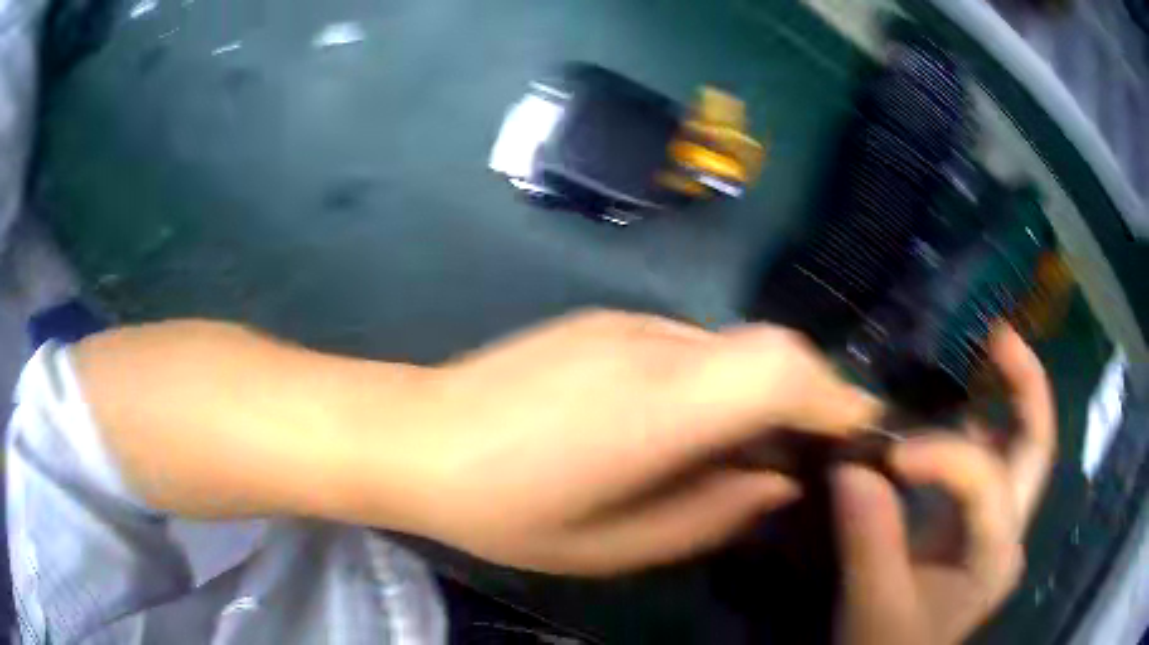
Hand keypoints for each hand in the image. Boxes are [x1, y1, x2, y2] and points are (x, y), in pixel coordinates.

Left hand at [370, 310, 879, 575]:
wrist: (418, 436)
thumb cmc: (504, 510)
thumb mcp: (613, 545)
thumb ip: (710, 514)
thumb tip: (779, 482)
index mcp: (655, 406)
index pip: (779, 367)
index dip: (833, 395)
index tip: (857, 435)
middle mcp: (652, 345)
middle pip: (769, 347)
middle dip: (809, 397)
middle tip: (805, 457)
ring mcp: (626, 323)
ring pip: (733, 346)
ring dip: (761, 391)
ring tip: (744, 451)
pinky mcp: (606, 319)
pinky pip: (693, 346)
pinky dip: (718, 383)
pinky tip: (684, 426)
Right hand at [832, 327, 1055, 644]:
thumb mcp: (874, 605)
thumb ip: (870, 538)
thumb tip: (852, 463)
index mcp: (995, 555)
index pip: (985, 481)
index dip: (941, 454)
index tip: (886, 453)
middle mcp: (1008, 533)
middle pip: (1035, 446)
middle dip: (1025, 384)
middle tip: (997, 335)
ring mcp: (995, 529)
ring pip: (1016, 448)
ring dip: (1002, 398)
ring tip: (978, 356)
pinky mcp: (972, 528)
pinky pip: (984, 464)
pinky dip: (972, 429)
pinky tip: (948, 414)